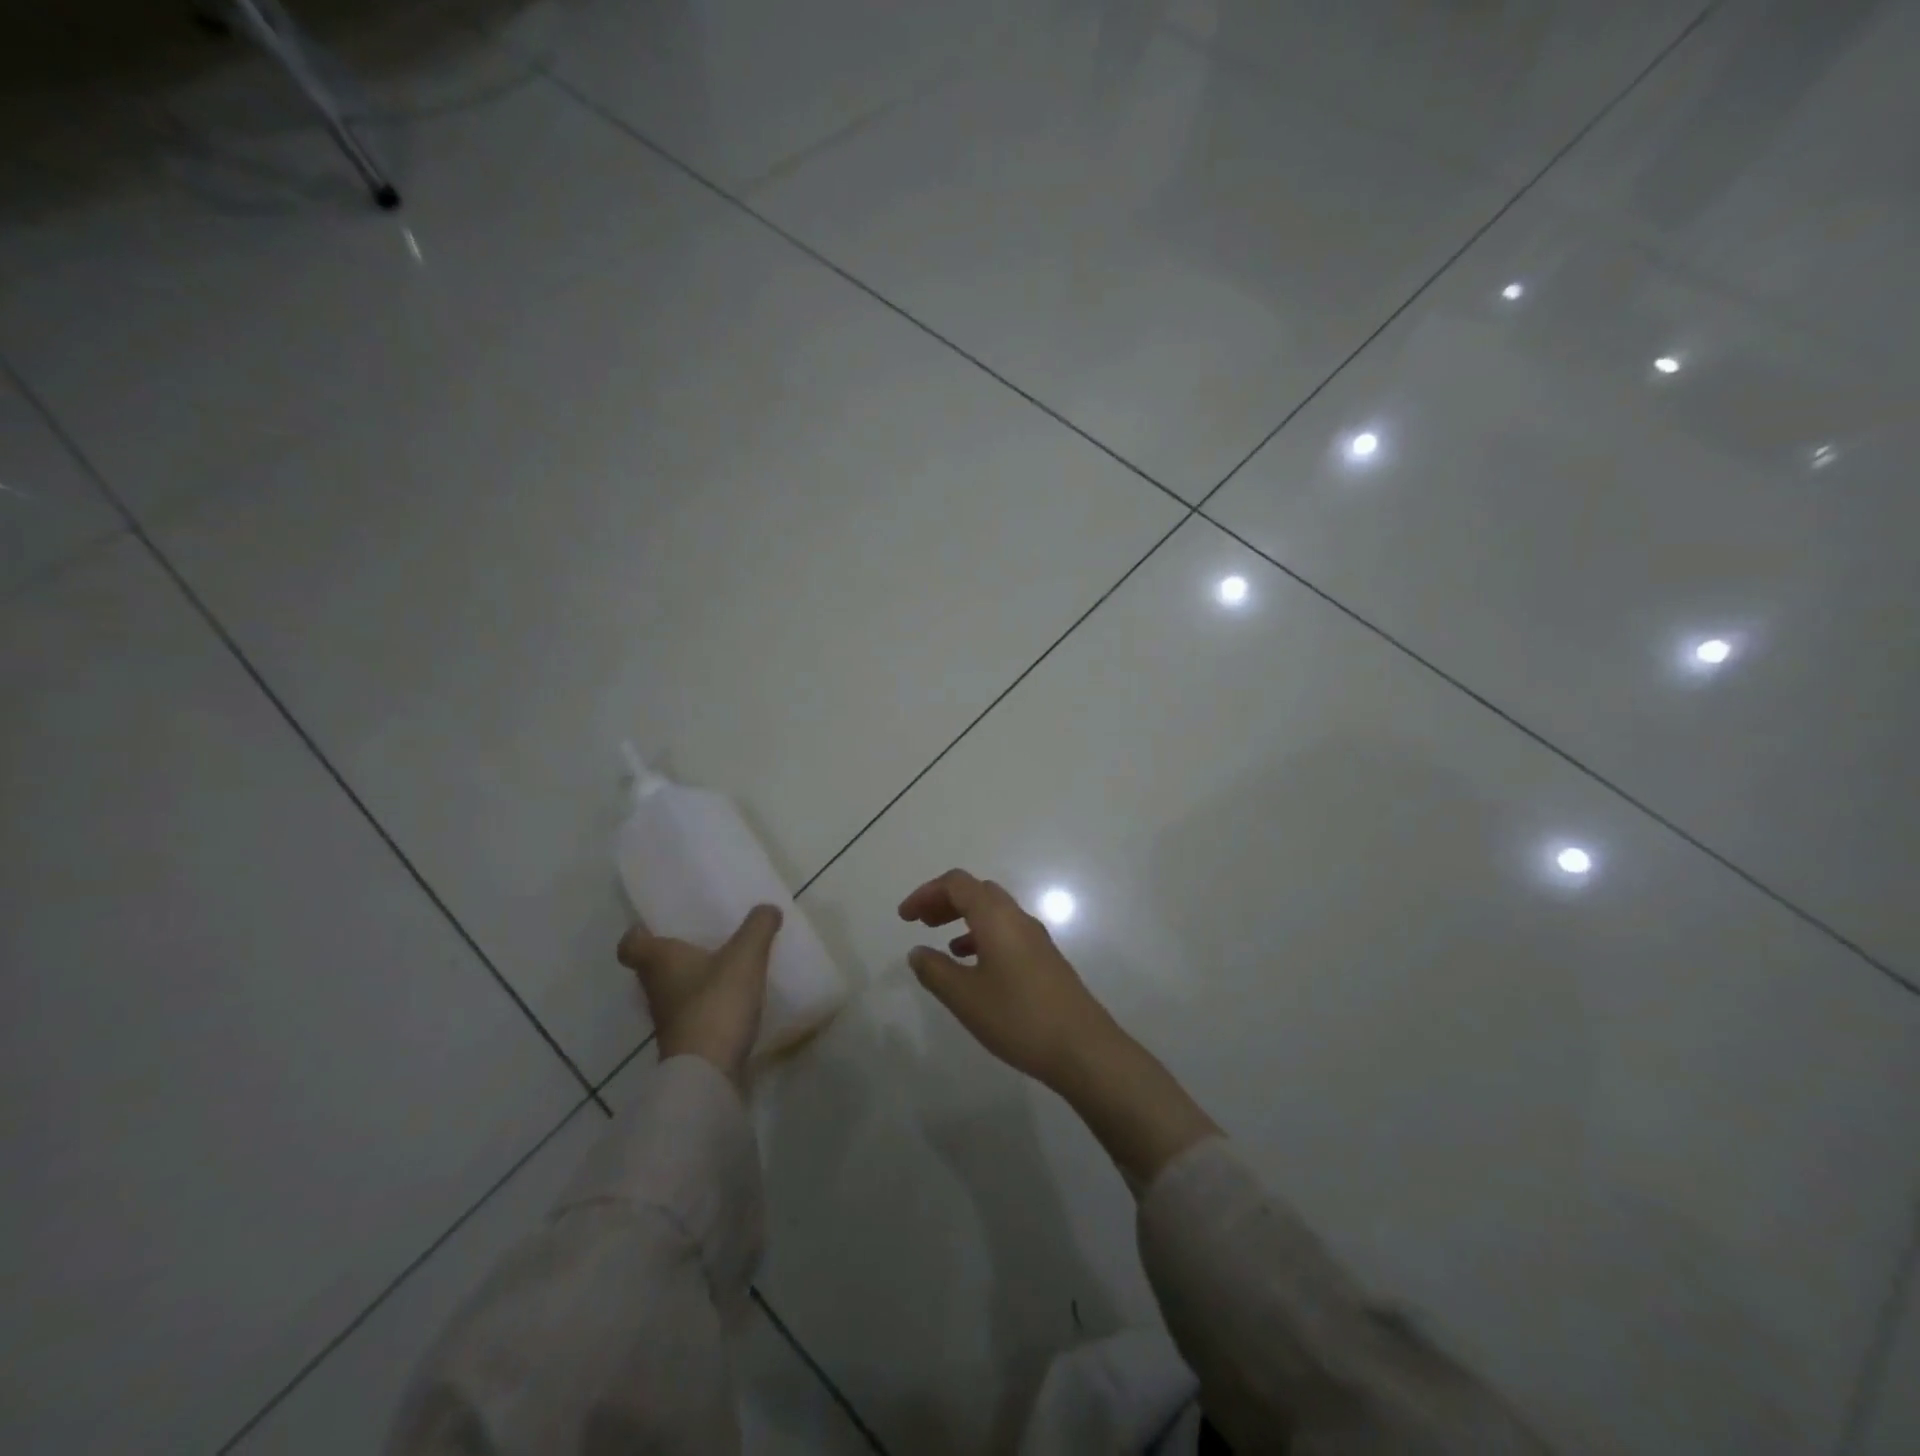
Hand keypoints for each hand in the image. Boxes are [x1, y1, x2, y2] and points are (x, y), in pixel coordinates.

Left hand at [618, 905, 782, 1085]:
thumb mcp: (745, 956)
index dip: (639, 932)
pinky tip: (733, 1000)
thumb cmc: (716, 1003)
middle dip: (674, 954)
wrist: (709, 1071)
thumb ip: (758, 927)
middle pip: (653, 967)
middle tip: (702, 939)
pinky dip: (706, 1005)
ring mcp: (668, 1020)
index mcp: (659, 961)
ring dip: (692, 980)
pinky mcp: (685, 1042)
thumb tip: (767, 908)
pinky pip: (692, 1014)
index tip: (658, 925)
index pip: (630, 944)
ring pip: (673, 990)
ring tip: (724, 967)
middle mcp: (655, 989)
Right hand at [899, 869, 1115, 1087]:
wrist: (1083, 1048)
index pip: (957, 883)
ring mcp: (1035, 938)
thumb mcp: (965, 997)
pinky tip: (973, 966)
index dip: (926, 893)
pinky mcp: (1045, 959)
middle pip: (977, 891)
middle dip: (945, 901)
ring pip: (994, 911)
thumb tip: (917, 952)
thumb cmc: (1018, 1017)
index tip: (905, 918)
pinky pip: (1007, 932)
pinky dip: (983, 936)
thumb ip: (935, 971)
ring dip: (964, 917)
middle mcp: (1017, 918)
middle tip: (920, 923)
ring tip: (942, 943)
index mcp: (996, 917)